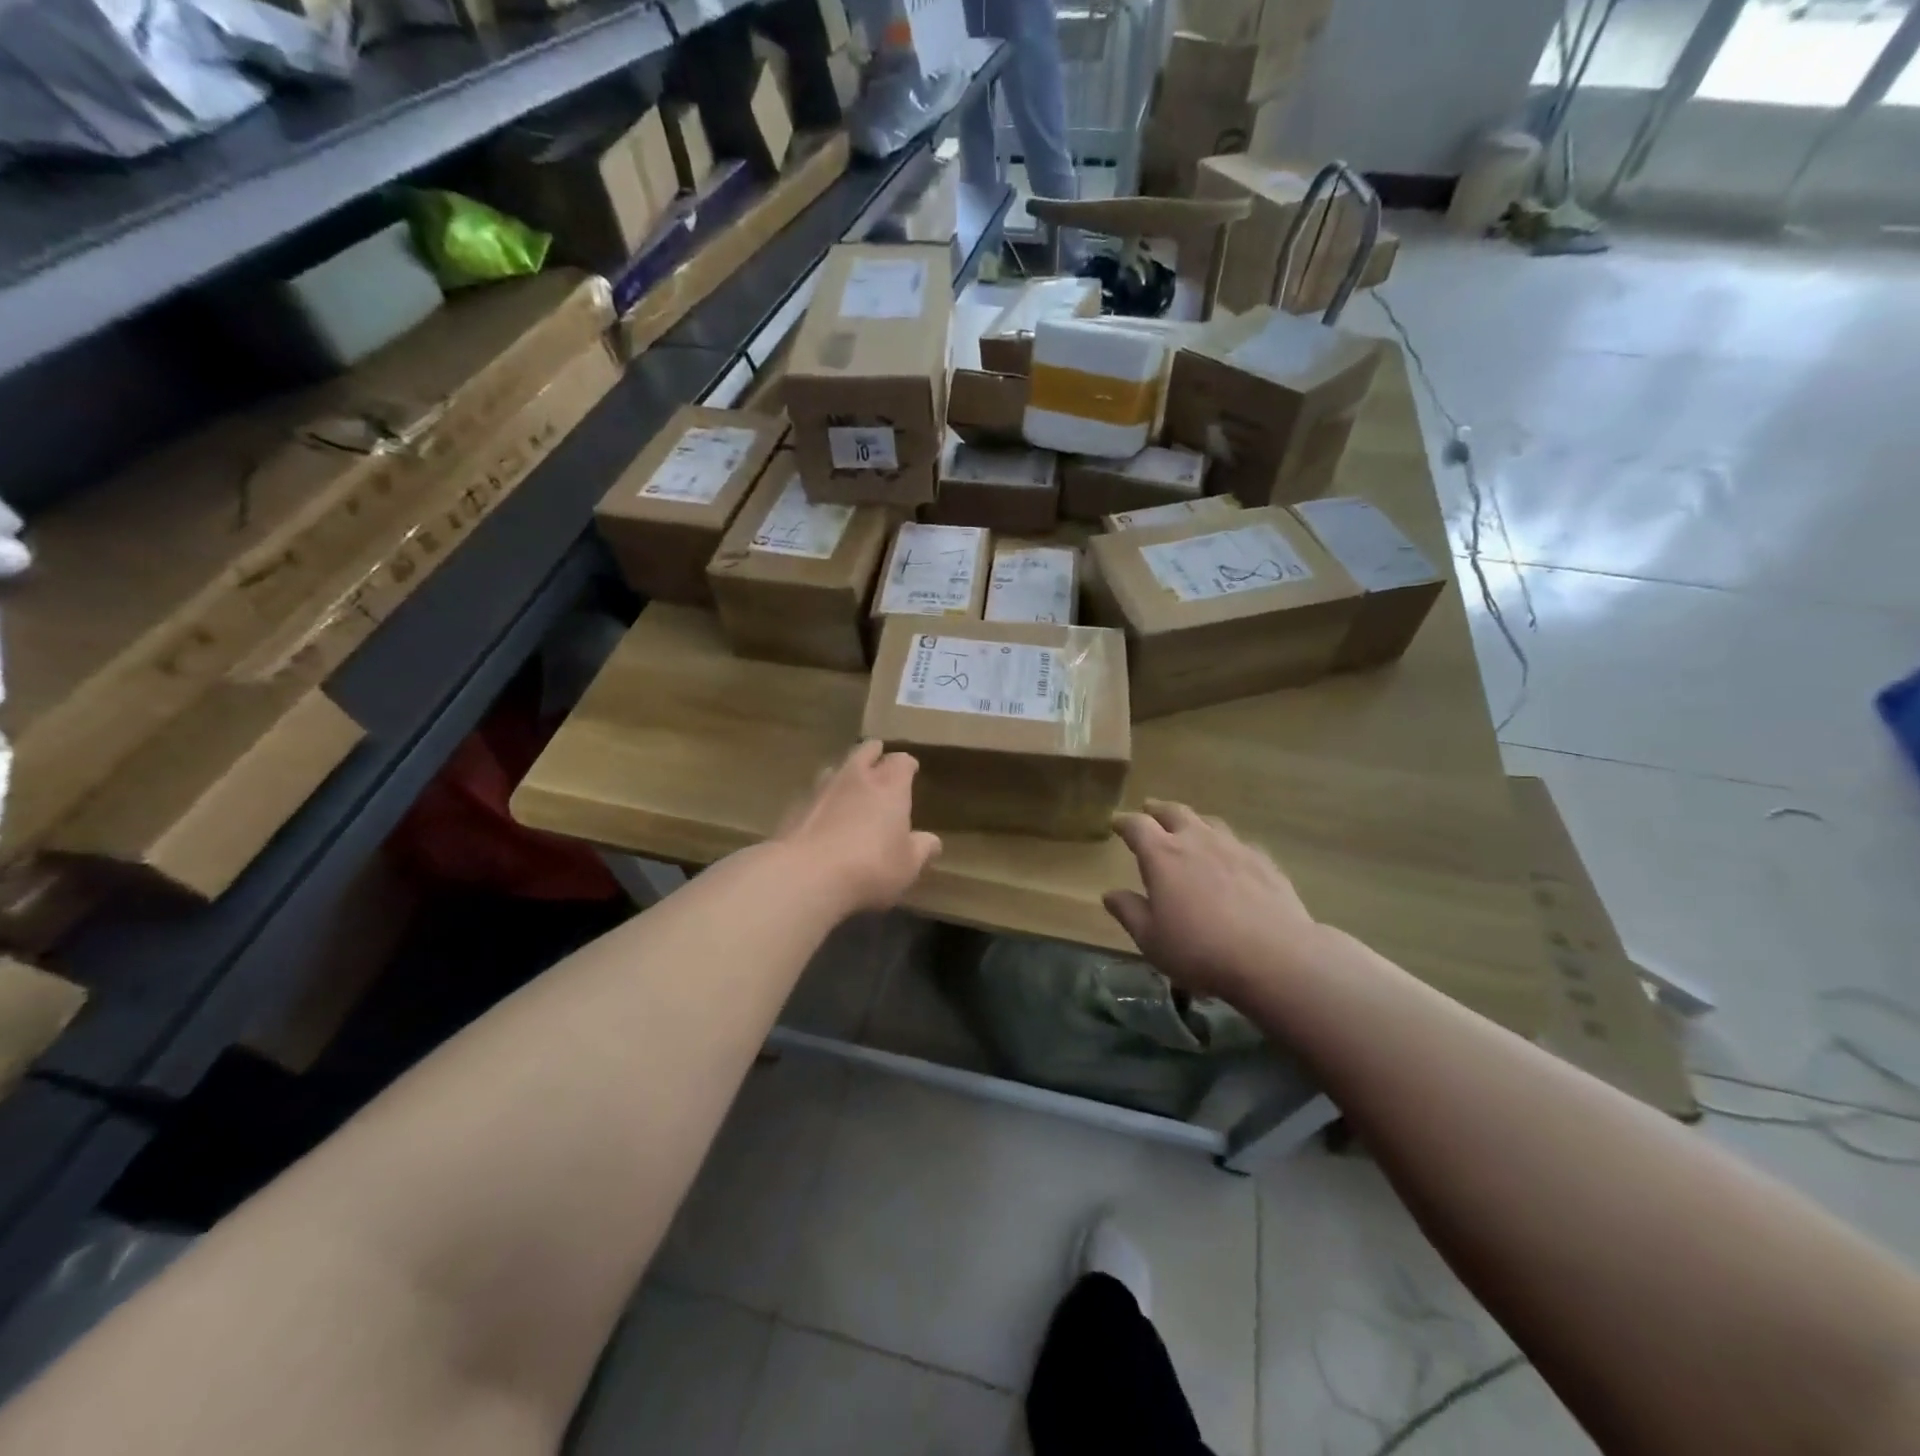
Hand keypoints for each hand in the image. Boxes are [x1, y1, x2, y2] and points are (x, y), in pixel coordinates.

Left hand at [776, 741, 941, 913]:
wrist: (806, 875)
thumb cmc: (870, 866)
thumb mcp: (908, 865)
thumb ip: (921, 849)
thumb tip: (932, 842)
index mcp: (889, 786)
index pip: (902, 761)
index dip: (907, 764)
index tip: (911, 769)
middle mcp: (856, 778)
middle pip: (865, 750)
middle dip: (874, 753)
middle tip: (878, 759)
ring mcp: (821, 789)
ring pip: (835, 768)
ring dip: (845, 772)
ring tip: (849, 784)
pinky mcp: (795, 807)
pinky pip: (813, 794)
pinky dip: (822, 799)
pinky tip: (822, 815)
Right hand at [1104, 800, 1321, 1003]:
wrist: (1274, 956)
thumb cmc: (1200, 949)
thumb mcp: (1151, 939)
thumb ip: (1129, 912)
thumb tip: (1110, 894)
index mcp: (1162, 856)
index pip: (1137, 826)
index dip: (1124, 822)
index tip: (1116, 822)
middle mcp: (1196, 840)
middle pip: (1174, 812)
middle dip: (1158, 810)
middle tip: (1149, 809)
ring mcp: (1234, 847)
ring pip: (1209, 822)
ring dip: (1193, 822)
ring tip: (1189, 828)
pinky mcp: (1264, 861)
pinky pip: (1238, 843)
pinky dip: (1226, 844)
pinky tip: (1230, 857)